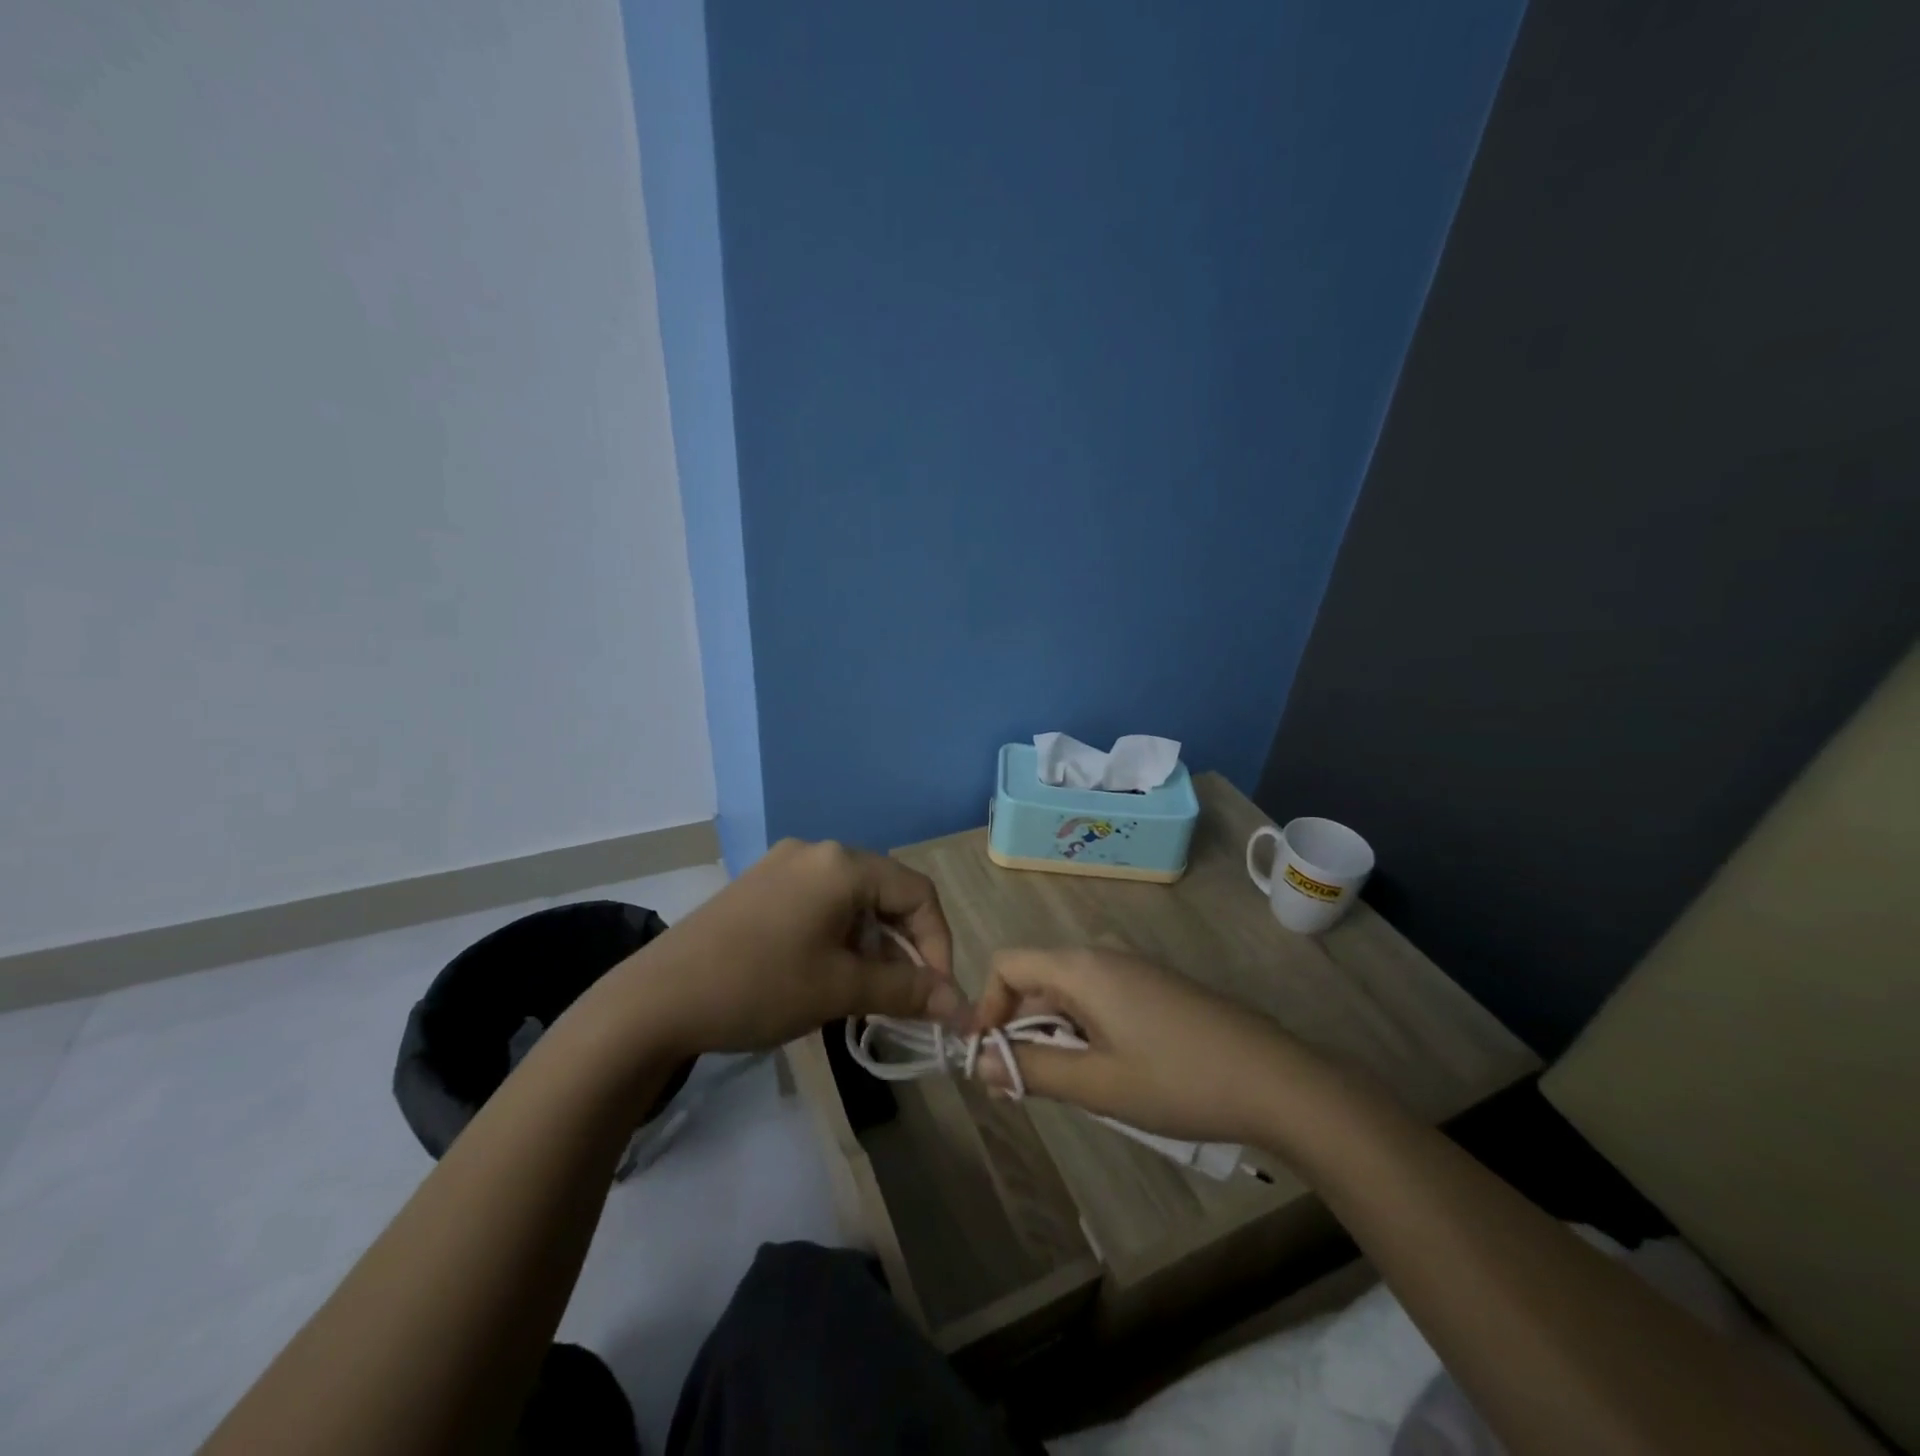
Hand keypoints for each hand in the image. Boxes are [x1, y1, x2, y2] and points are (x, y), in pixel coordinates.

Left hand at [607, 839, 961, 1058]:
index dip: (938, 944)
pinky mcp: (760, 885)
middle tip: (901, 997)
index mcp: (842, 864)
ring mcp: (783, 865)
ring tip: (861, 993)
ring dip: (869, 944)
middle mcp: (817, 851)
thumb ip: (907, 991)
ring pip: (852, 900)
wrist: (655, 1000)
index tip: (936, 994)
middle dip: (902, 947)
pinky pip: (819, 903)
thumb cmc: (759, 986)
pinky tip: (824, 973)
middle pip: (885, 893)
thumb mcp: (840, 989)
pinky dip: (837, 936)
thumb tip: (960, 1006)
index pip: (918, 893)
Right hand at [971, 946, 1305, 1144]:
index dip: (986, 1007)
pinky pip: (1098, 999)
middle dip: (1018, 1028)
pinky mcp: (1154, 988)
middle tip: (1021, 1086)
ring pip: (1067, 993)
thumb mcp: (1098, 1084)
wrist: (1276, 1080)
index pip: (1007, 964)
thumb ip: (1032, 1070)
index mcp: (1081, 967)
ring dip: (1051, 1035)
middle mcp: (1102, 956)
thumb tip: (980, 1064)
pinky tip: (1106, 1073)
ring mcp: (1133, 970)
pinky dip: (1083, 1031)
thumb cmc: (1178, 1080)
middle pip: (1036, 979)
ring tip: (1068, 1086)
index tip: (987, 1059)